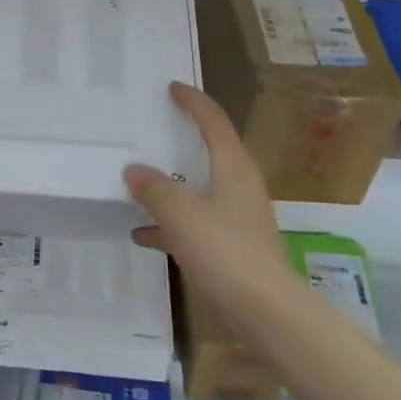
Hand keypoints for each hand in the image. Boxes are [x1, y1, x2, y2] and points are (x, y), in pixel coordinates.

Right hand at [125, 83, 300, 327]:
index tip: (172, 87)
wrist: (266, 312)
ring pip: (199, 189)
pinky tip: (142, 233)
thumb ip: (155, 188)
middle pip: (209, 152)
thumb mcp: (181, 214)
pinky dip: (170, 223)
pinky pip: (194, 224)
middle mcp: (238, 186)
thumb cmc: (226, 251)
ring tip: (137, 181)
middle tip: (151, 128)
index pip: (214, 122)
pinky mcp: (231, 247)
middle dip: (180, 140)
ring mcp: (236, 218)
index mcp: (234, 168)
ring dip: (171, 184)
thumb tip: (134, 170)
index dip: (194, 101)